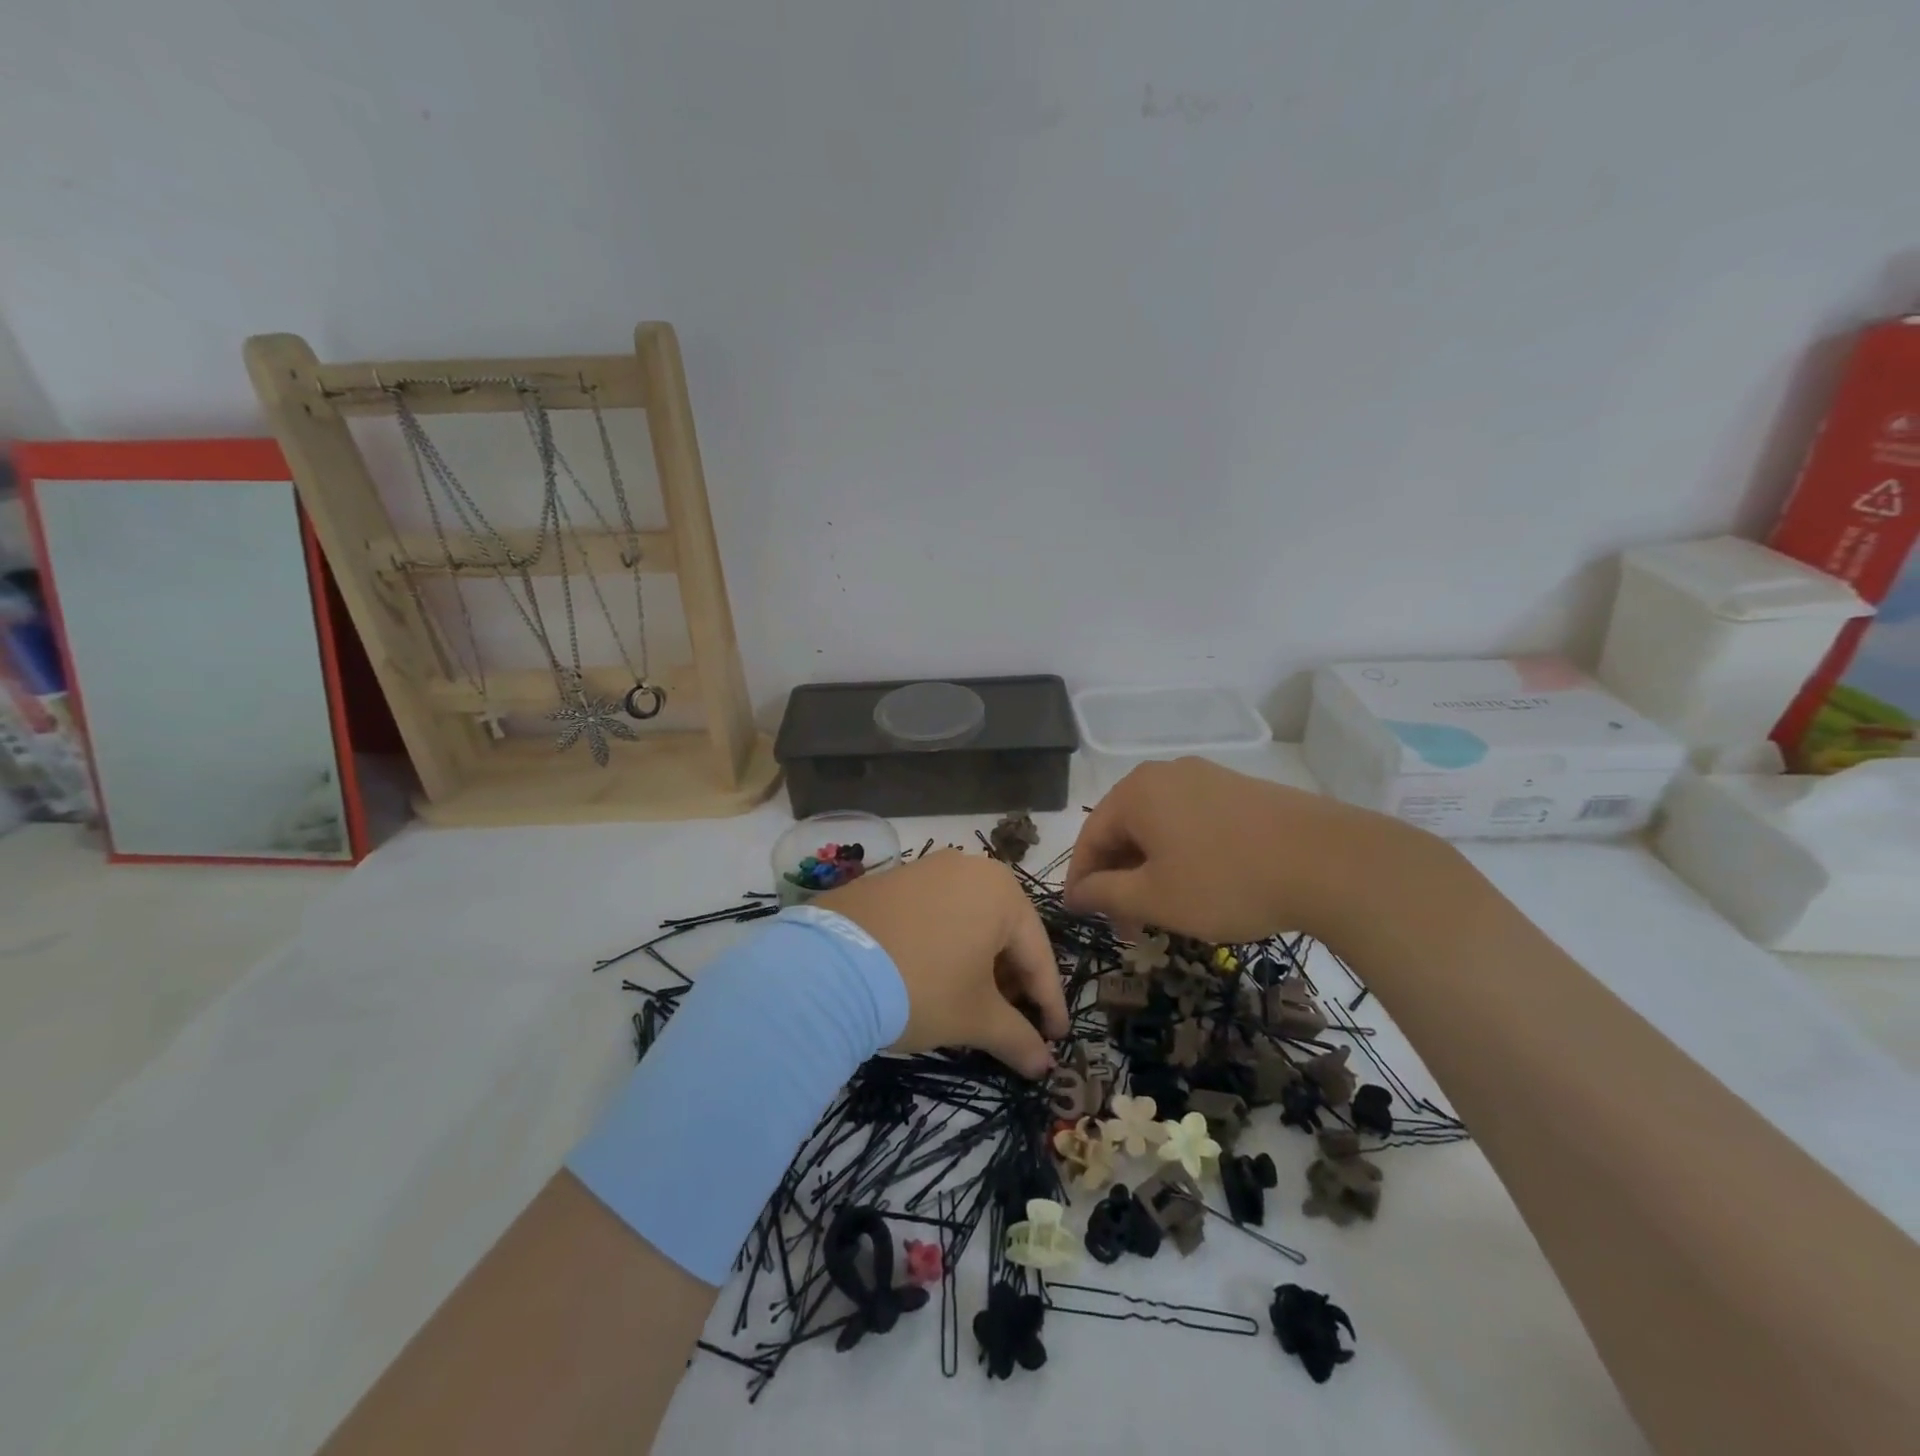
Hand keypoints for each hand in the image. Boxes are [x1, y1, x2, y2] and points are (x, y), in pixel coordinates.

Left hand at [819, 850, 1068, 1077]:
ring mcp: (923, 870)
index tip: (1054, 1038)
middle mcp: (967, 868)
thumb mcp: (975, 1018)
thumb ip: (1017, 1039)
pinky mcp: (887, 881)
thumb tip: (1044, 1067)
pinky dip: (942, 947)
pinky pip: (931, 915)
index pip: (1037, 953)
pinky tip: (930, 977)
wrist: (827, 968)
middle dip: (1011, 981)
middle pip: (1003, 932)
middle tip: (1012, 1023)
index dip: (1048, 1002)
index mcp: (1001, 891)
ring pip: (966, 921)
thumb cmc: (921, 987)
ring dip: (976, 964)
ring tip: (970, 1003)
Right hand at [1064, 757, 1419, 944]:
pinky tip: (1199, 885)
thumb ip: (1106, 893)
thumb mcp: (1156, 897)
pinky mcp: (1241, 791)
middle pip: (1124, 828)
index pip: (1090, 836)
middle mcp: (1166, 774)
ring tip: (1162, 910)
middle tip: (1126, 925)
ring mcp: (1207, 778)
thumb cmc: (1226, 881)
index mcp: (1136, 792)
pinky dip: (1182, 854)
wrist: (1330, 862)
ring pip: (1160, 826)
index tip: (1081, 916)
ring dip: (1150, 869)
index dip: (1081, 880)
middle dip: (1119, 878)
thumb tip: (1075, 893)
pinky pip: (1192, 822)